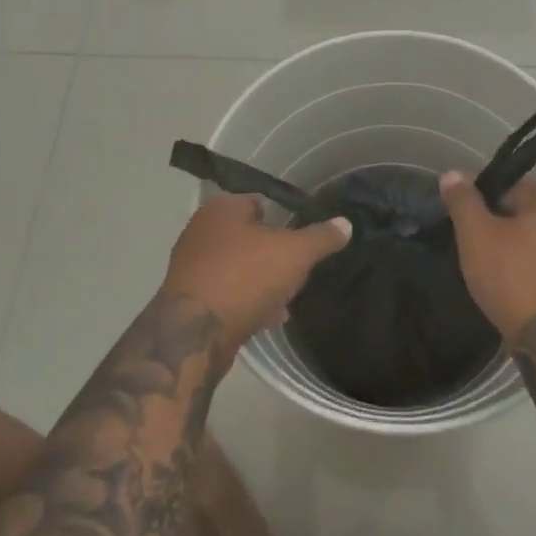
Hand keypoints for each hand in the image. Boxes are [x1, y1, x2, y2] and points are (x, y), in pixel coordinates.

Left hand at [158, 195, 350, 347]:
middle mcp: (201, 230)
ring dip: (262, 280)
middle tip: (298, 269)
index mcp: (222, 208)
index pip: (259, 202)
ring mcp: (191, 265)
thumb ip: (321, 237)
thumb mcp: (295, 253)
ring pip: (238, 266)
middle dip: (273, 253)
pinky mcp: (189, 298)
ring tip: (288, 297)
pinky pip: (227, 292)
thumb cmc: (245, 276)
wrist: (195, 333)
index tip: (303, 238)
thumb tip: (346, 224)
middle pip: (249, 236)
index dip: (284, 218)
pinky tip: (269, 316)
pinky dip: (247, 301)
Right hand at [439, 173, 535, 343]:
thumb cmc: (514, 279)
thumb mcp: (476, 235)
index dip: (483, 209)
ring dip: (522, 252)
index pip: (509, 189)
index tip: (468, 233)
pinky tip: (521, 293)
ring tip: (499, 278)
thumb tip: (452, 174)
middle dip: (503, 231)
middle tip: (480, 257)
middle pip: (527, 215)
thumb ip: (463, 201)